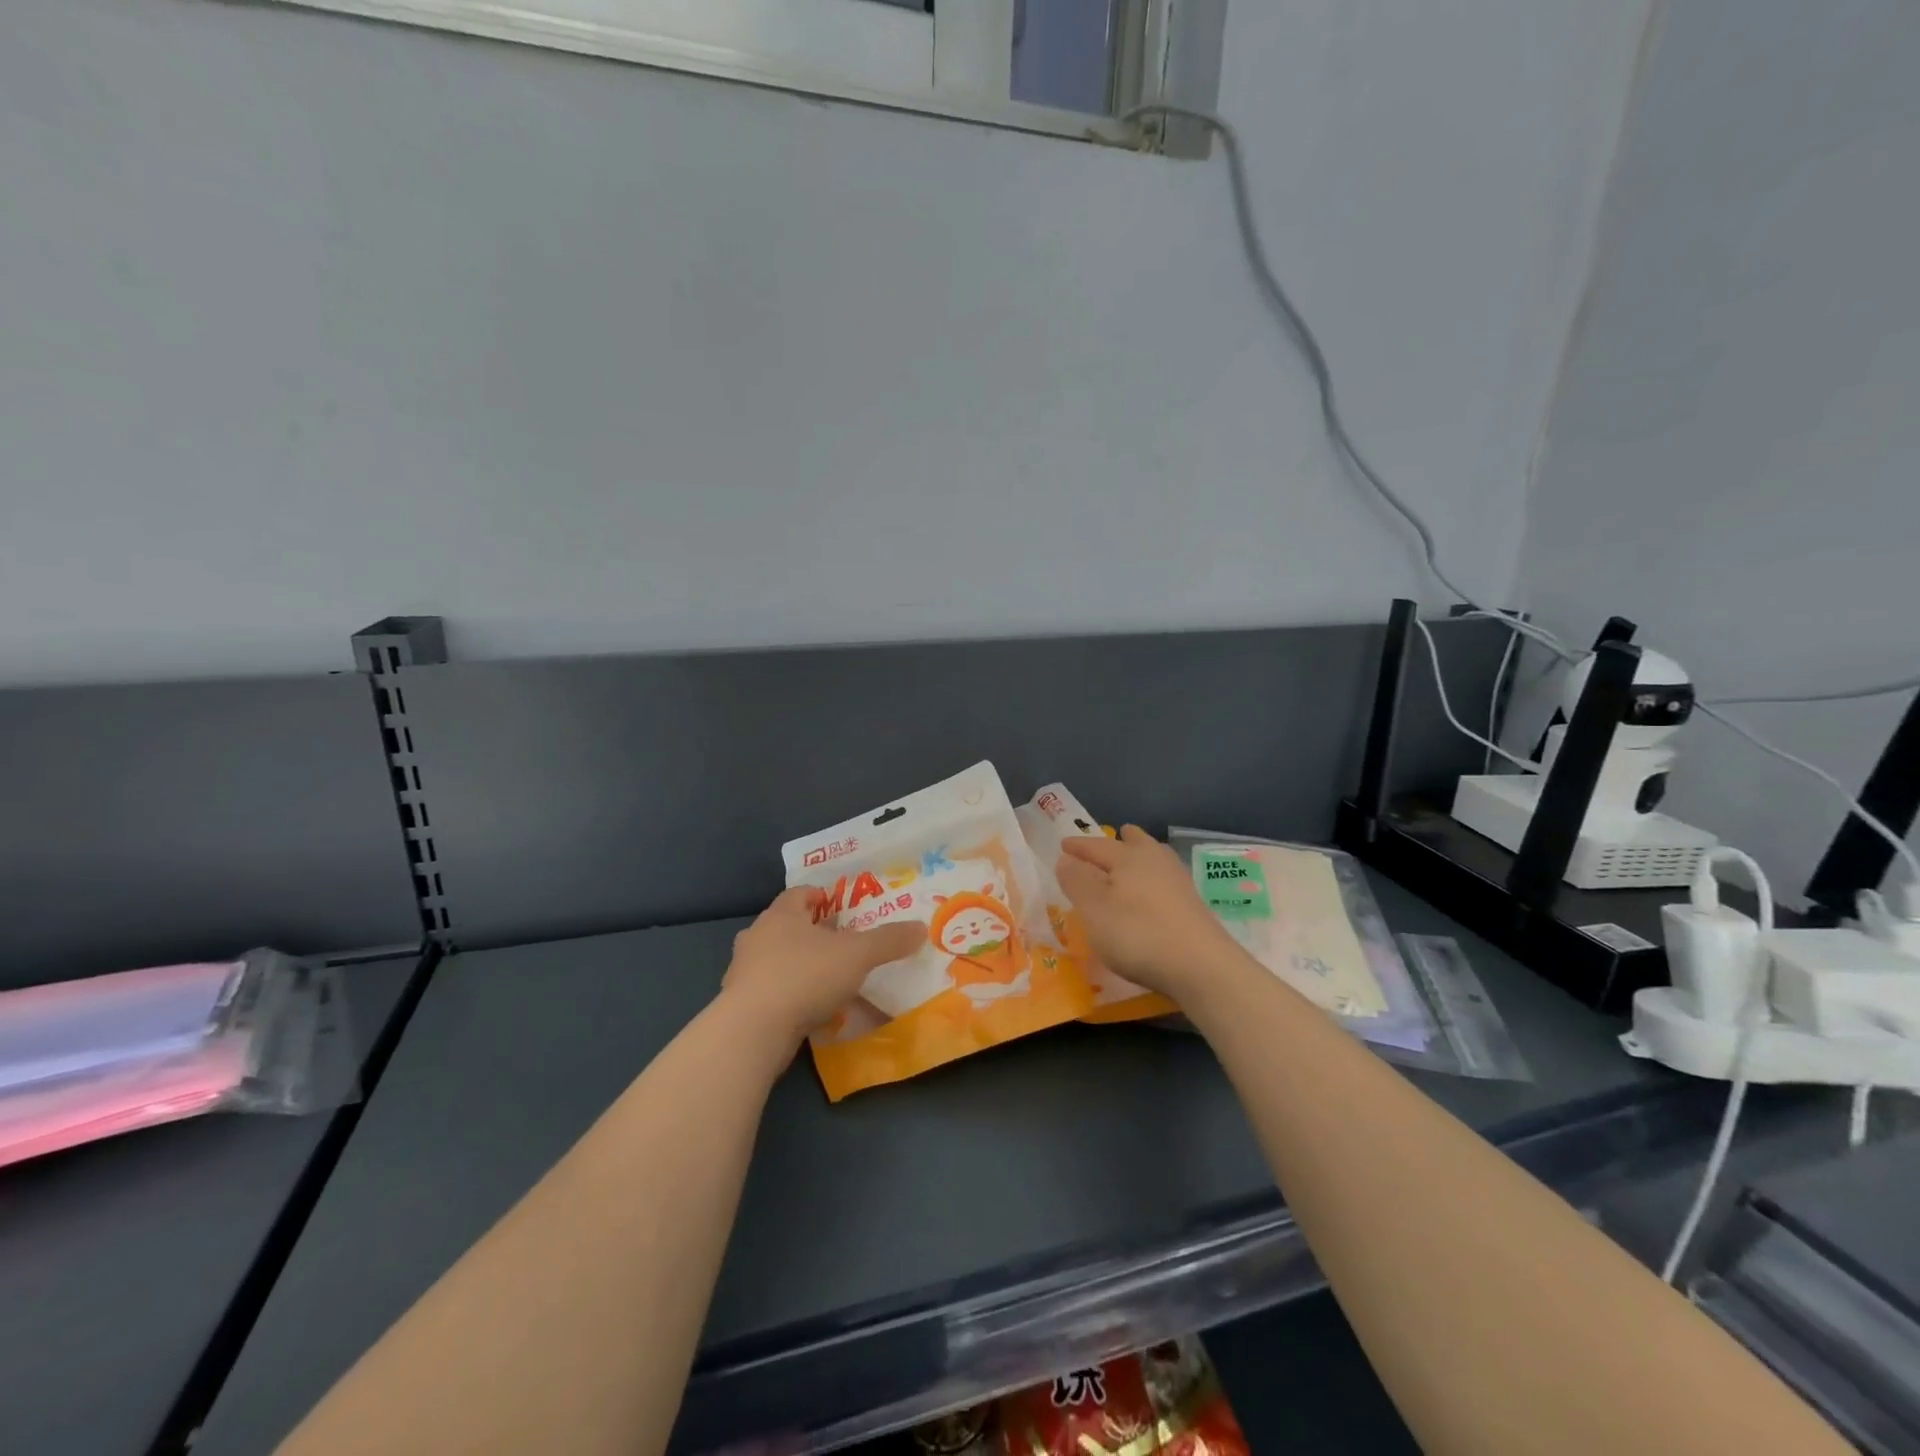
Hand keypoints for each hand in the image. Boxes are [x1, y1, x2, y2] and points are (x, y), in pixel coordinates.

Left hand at [721, 887, 924, 1049]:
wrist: (753, 1030)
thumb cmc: (805, 976)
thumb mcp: (858, 954)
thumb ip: (888, 940)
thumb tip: (920, 928)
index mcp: (781, 914)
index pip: (800, 893)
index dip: (822, 897)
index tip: (844, 911)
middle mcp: (757, 936)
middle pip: (787, 925)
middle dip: (812, 933)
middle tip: (842, 945)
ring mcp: (744, 971)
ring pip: (776, 959)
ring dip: (799, 966)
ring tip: (829, 980)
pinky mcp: (740, 1004)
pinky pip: (771, 991)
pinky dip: (789, 996)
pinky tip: (810, 1010)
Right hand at [1055, 826, 1242, 1003]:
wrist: (1202, 966)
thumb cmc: (1138, 934)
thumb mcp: (1095, 910)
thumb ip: (1077, 882)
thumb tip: (1066, 858)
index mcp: (1128, 857)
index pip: (1097, 846)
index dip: (1078, 847)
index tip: (1063, 846)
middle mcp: (1155, 861)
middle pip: (1136, 843)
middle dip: (1122, 839)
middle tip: (1115, 834)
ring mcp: (1179, 882)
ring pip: (1155, 858)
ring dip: (1142, 855)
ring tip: (1134, 860)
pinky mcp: (1193, 905)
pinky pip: (1166, 879)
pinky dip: (1153, 878)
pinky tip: (1153, 892)